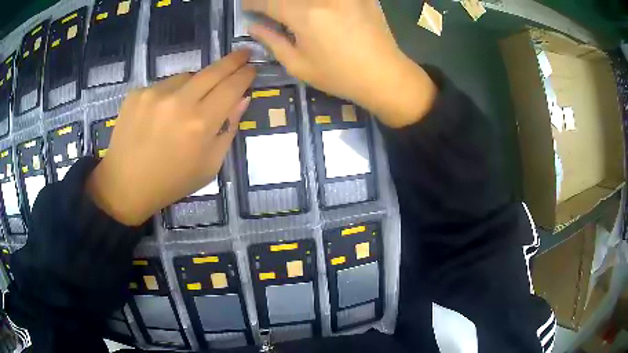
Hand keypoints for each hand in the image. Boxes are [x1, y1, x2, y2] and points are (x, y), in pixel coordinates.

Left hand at [86, 50, 255, 225]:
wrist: (126, 185)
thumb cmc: (172, 182)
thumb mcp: (209, 165)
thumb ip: (229, 129)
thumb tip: (242, 99)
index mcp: (201, 124)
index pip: (232, 87)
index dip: (245, 75)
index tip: (252, 68)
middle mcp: (179, 102)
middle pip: (213, 71)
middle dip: (233, 60)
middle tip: (244, 53)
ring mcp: (155, 94)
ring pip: (187, 76)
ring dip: (195, 84)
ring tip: (187, 104)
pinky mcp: (137, 93)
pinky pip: (164, 85)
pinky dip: (170, 93)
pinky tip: (161, 113)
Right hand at [243, 0, 435, 127]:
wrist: (385, 75)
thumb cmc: (339, 76)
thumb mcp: (298, 65)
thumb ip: (272, 41)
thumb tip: (253, 26)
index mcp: (304, 15)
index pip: (268, 1)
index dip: (253, 3)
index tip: (247, 7)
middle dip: (273, 1)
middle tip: (269, 9)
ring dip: (296, 3)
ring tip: (292, 11)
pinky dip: (318, 3)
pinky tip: (317, 10)